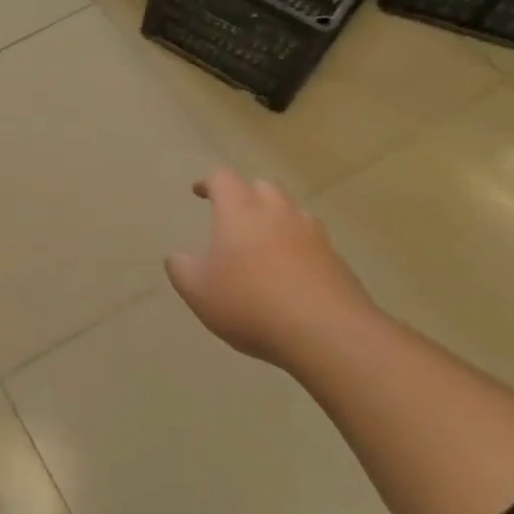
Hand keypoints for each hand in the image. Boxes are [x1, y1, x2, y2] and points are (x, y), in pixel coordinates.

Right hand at [165, 169, 372, 367]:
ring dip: (276, 219)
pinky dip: (299, 248)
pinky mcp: (337, 260)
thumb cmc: (250, 304)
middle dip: (246, 196)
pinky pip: (313, 242)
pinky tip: (292, 274)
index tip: (199, 192)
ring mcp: (313, 234)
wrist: (328, 334)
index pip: (223, 178)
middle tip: (234, 216)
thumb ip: (181, 269)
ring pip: (292, 212)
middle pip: (262, 187)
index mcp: (240, 211)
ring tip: (264, 243)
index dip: (209, 183)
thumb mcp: (198, 291)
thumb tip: (177, 257)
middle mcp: (278, 212)